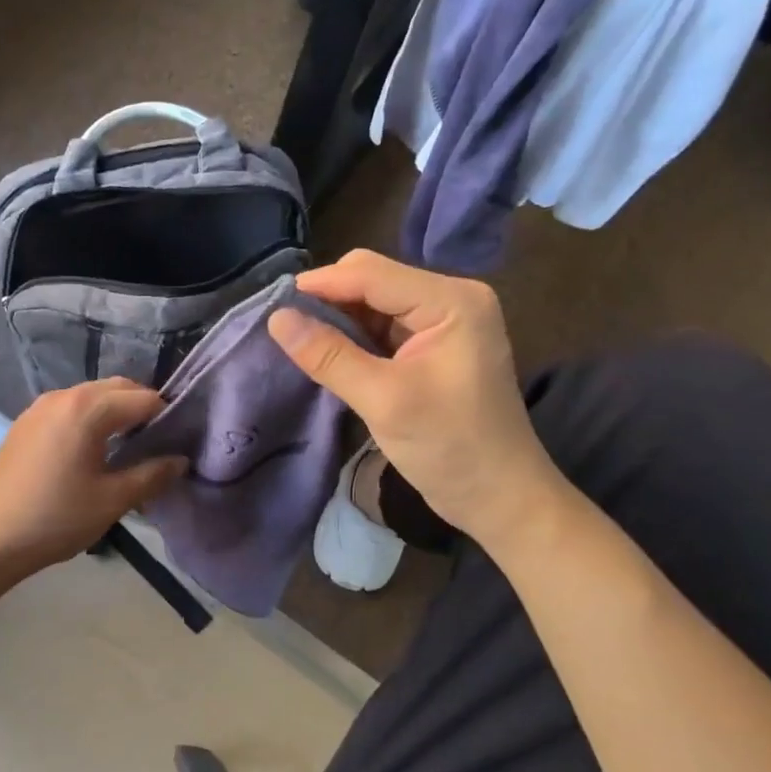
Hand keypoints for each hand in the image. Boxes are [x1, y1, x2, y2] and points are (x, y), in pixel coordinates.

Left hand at [0, 378, 187, 582]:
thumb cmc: (58, 518)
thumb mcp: (113, 500)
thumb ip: (152, 474)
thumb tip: (180, 460)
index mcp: (87, 409)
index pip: (143, 399)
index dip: (167, 417)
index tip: (178, 442)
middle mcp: (64, 395)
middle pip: (117, 388)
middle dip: (142, 408)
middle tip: (158, 442)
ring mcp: (40, 406)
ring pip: (92, 395)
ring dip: (115, 411)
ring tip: (127, 446)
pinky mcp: (26, 421)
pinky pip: (69, 407)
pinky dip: (90, 417)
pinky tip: (92, 449)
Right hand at [268, 250, 564, 536]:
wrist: (500, 497)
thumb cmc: (451, 448)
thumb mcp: (384, 401)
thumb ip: (329, 356)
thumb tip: (276, 319)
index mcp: (451, 301)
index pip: (371, 274)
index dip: (320, 284)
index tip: (271, 303)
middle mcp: (450, 298)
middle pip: (372, 279)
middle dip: (328, 299)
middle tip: (285, 326)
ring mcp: (443, 320)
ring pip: (373, 301)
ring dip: (338, 317)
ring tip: (299, 339)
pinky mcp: (433, 343)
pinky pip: (382, 325)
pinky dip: (353, 335)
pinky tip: (328, 351)